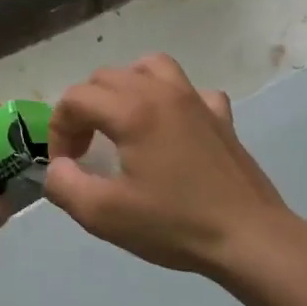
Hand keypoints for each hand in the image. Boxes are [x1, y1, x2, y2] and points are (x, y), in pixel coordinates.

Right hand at [43, 55, 294, 277]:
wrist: (249, 238)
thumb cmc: (174, 225)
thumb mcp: (103, 215)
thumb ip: (64, 185)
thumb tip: (57, 167)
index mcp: (132, 111)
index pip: (75, 99)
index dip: (59, 130)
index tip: (66, 165)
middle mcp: (162, 92)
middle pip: (106, 77)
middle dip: (84, 109)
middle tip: (85, 150)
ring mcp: (196, 100)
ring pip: (149, 67)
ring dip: (125, 88)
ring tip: (121, 122)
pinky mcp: (221, 116)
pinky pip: (189, 90)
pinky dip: (170, 99)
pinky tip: (170, 128)